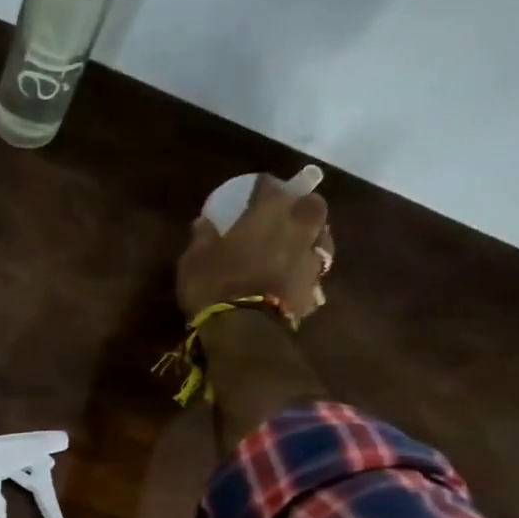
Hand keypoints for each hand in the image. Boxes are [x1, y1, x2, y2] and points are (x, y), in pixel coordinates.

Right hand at [176, 166, 333, 321]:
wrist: (244, 331)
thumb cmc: (215, 286)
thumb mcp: (195, 260)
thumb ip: (202, 237)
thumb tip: (204, 222)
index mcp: (268, 215)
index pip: (271, 187)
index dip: (263, 186)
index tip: (255, 189)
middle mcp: (297, 231)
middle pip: (314, 206)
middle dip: (304, 204)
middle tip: (290, 211)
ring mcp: (309, 262)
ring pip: (323, 239)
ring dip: (313, 237)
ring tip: (299, 244)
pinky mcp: (313, 292)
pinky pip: (314, 275)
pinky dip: (307, 273)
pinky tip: (297, 278)